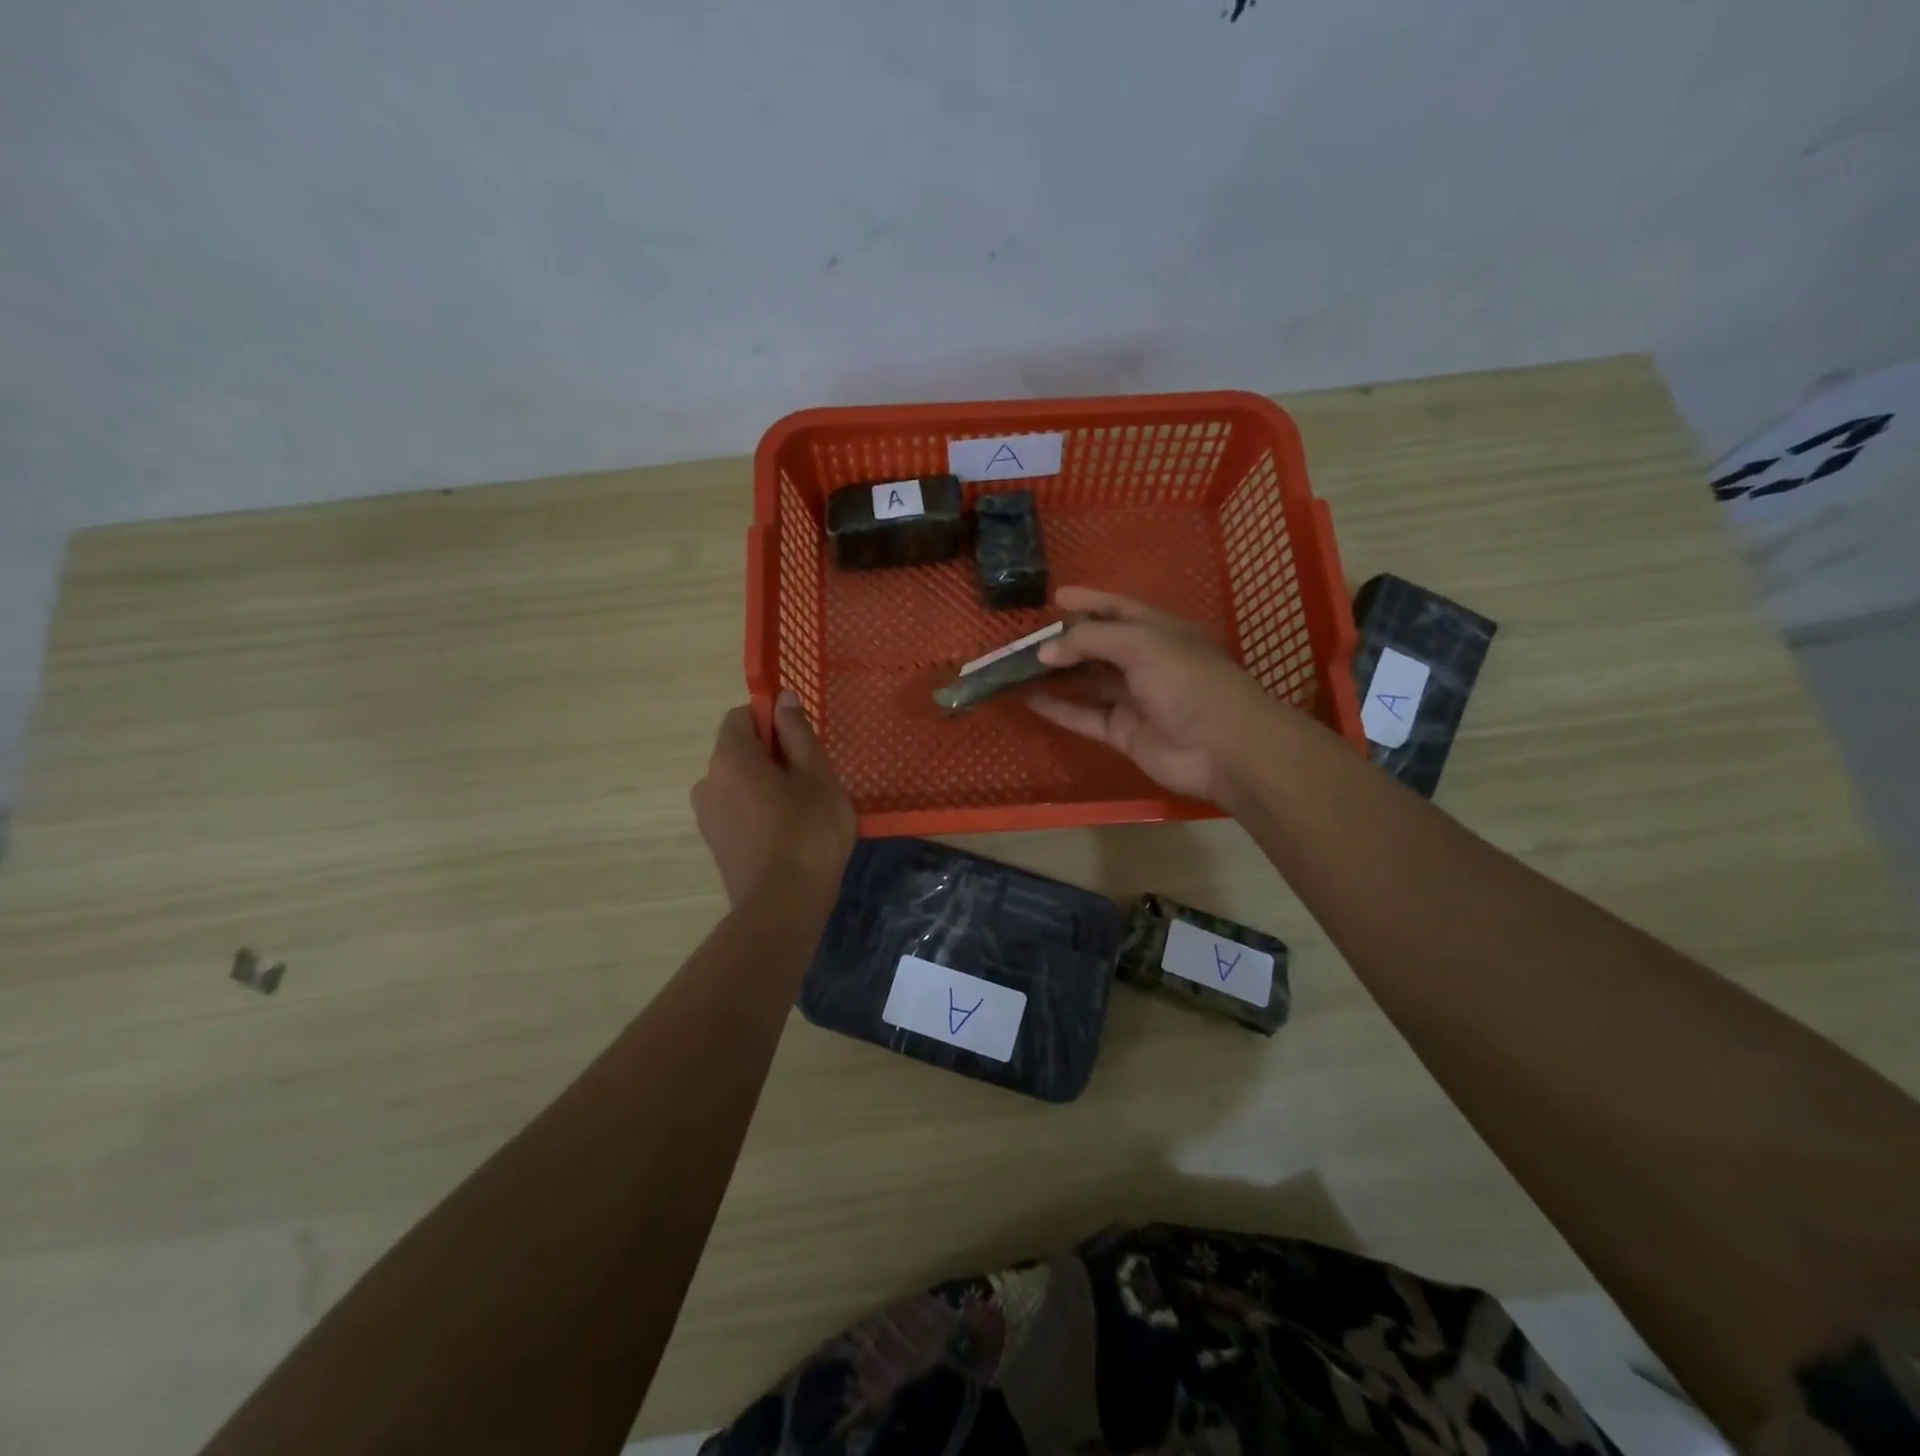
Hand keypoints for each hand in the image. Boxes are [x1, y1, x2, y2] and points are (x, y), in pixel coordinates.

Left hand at [691, 692, 855, 909]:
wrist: (783, 906)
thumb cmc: (808, 831)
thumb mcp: (816, 775)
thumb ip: (797, 732)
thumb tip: (783, 697)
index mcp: (730, 757)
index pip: (740, 716)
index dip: (771, 720)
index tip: (800, 741)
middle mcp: (707, 781)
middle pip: (738, 750)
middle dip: (771, 755)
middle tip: (810, 778)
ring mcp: (706, 815)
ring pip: (737, 782)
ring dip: (764, 785)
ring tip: (801, 810)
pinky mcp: (714, 843)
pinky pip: (736, 809)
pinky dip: (757, 810)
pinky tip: (785, 833)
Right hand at [1029, 587, 1277, 803]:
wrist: (1221, 747)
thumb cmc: (1187, 681)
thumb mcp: (1140, 644)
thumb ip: (1090, 641)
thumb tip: (1045, 651)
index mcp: (1159, 632)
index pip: (1119, 609)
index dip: (1090, 601)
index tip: (1056, 597)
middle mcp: (1146, 662)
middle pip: (1098, 647)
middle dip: (1065, 641)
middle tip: (1025, 639)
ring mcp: (1134, 699)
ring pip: (1087, 682)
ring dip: (1055, 675)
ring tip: (1017, 668)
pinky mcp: (1123, 732)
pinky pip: (1084, 716)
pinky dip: (1058, 708)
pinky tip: (1028, 699)